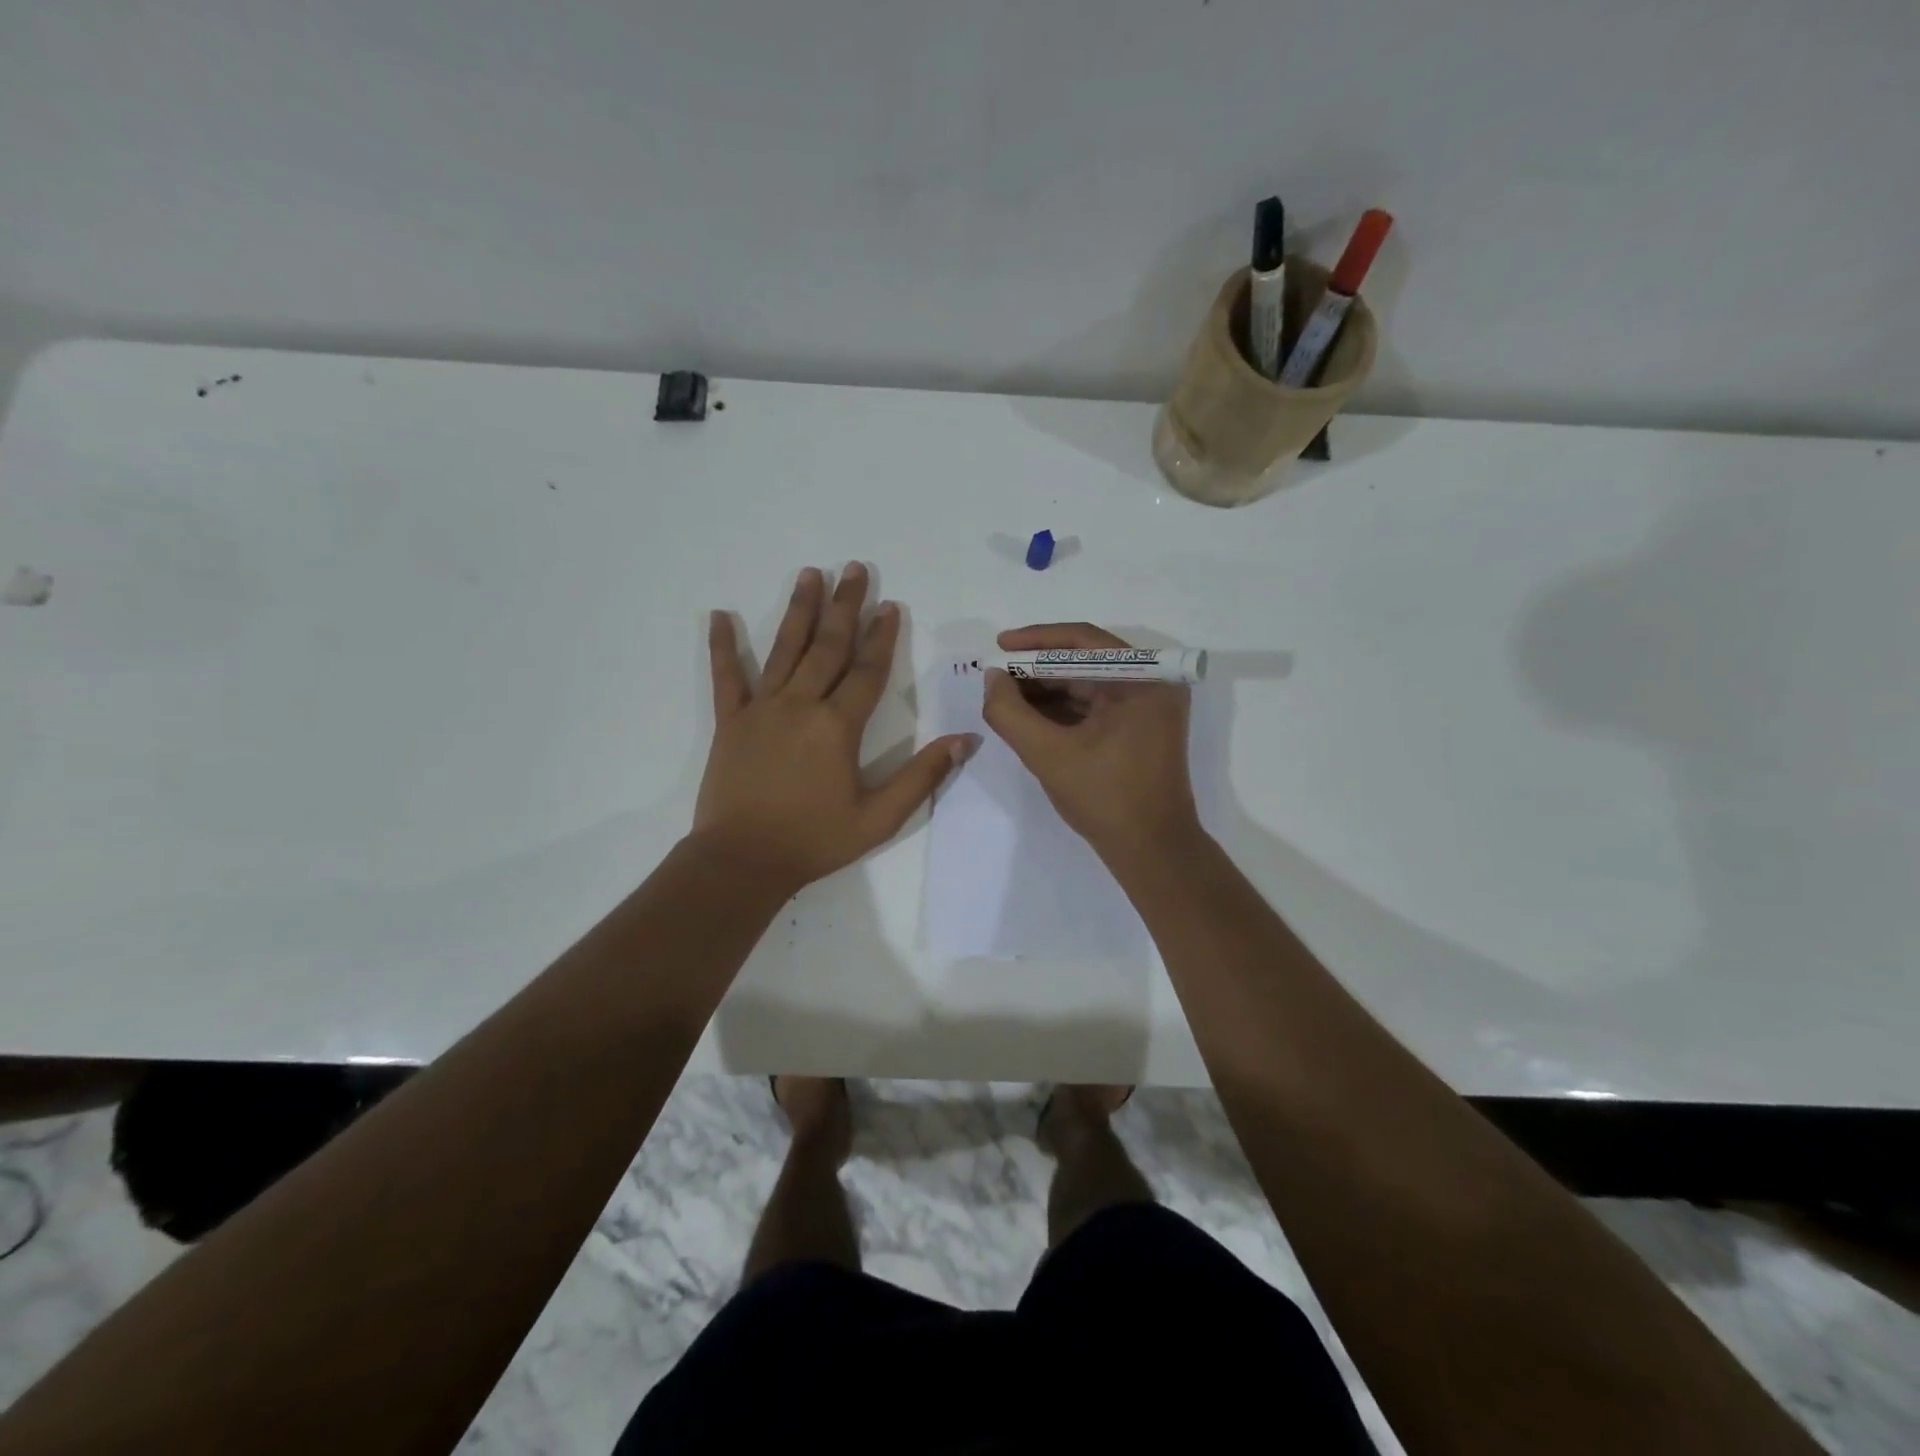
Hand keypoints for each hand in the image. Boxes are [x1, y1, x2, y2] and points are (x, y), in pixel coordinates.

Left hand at [693, 564, 973, 893]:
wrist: (743, 861)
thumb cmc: (815, 840)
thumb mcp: (880, 818)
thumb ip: (923, 776)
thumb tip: (966, 741)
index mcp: (838, 726)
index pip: (867, 671)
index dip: (882, 637)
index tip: (890, 606)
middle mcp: (801, 705)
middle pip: (828, 646)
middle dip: (845, 606)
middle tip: (855, 569)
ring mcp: (761, 709)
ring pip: (784, 649)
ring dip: (800, 610)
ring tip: (810, 574)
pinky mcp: (730, 722)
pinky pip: (727, 677)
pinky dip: (723, 646)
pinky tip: (720, 615)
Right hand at [981, 623, 1200, 861]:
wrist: (1152, 851)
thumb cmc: (1105, 798)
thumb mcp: (1048, 754)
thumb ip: (1010, 713)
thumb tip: (992, 678)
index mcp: (1144, 679)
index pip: (1083, 641)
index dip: (1036, 641)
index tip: (999, 645)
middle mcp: (1152, 683)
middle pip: (1084, 661)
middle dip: (1037, 669)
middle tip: (996, 677)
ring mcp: (1147, 707)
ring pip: (1087, 684)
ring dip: (1046, 689)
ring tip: (1005, 697)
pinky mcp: (1139, 728)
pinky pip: (1094, 706)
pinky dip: (1062, 709)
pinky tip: (1028, 715)